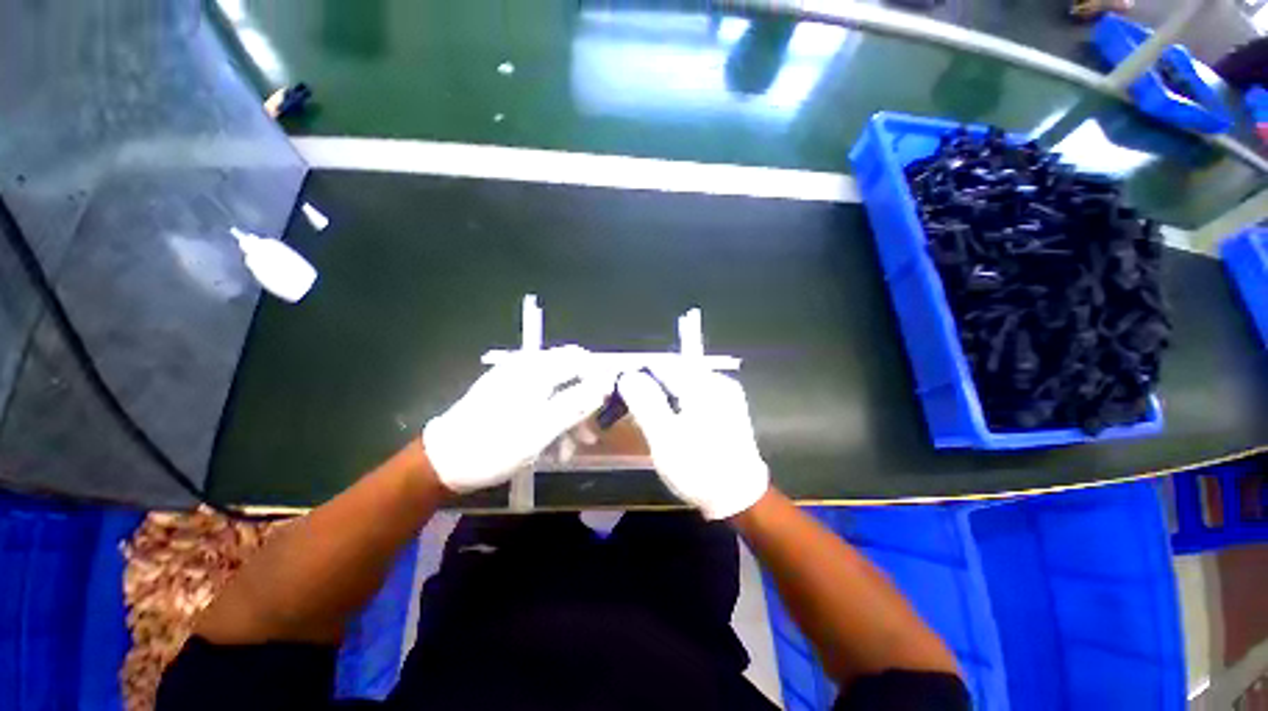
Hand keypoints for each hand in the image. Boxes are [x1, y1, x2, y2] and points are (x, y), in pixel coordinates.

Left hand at [423, 346, 609, 493]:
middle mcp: (526, 368)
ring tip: (572, 448)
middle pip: (569, 376)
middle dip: (584, 404)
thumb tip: (606, 384)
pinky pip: (541, 401)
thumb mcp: (542, 428)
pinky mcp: (508, 395)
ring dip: (569, 417)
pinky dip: (552, 420)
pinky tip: (553, 446)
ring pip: (556, 392)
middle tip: (590, 433)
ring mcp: (515, 381)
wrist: (442, 463)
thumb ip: (577, 403)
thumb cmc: (494, 445)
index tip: (609, 404)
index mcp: (535, 370)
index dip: (599, 377)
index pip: (579, 359)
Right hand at [617, 365, 768, 519]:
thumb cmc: (699, 468)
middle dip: (649, 385)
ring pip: (682, 382)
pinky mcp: (727, 405)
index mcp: (703, 384)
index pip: (661, 364)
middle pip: (673, 370)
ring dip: (661, 393)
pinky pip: (694, 393)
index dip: (637, 376)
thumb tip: (628, 375)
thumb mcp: (665, 437)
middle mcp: (717, 380)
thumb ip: (645, 402)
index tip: (621, 396)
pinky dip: (677, 401)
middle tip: (630, 409)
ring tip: (647, 416)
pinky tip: (670, 420)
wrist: (740, 497)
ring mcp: (725, 392)